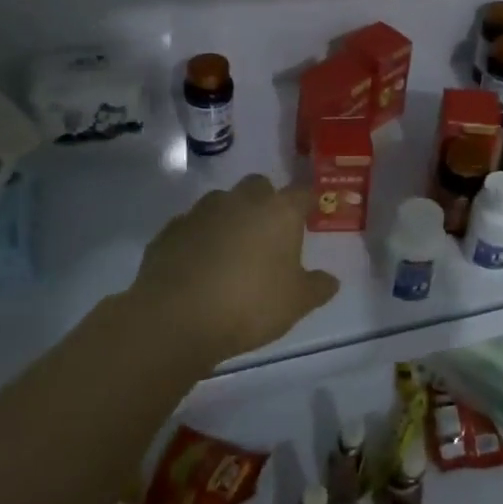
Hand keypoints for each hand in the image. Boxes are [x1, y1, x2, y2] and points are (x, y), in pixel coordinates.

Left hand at [128, 175, 339, 365]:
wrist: (176, 317)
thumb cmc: (249, 305)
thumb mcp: (296, 303)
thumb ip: (317, 288)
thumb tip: (331, 281)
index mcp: (278, 212)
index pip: (302, 193)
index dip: (307, 203)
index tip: (310, 214)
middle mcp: (241, 201)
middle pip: (259, 186)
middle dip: (265, 201)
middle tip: (268, 232)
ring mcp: (202, 211)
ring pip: (222, 202)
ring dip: (229, 217)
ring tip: (231, 250)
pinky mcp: (171, 229)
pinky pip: (192, 225)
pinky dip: (199, 237)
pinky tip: (198, 264)